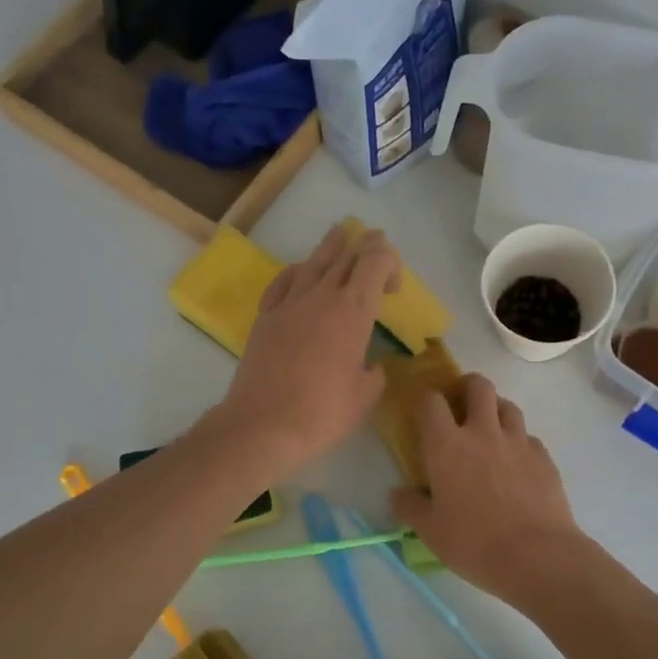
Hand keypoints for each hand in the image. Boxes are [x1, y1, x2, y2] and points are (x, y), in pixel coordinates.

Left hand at [206, 221, 399, 479]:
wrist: (263, 424)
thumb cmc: (323, 412)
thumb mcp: (365, 396)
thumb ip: (374, 373)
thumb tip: (370, 366)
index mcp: (353, 311)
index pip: (375, 262)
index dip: (390, 261)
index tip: (394, 288)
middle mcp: (322, 296)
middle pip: (347, 254)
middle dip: (366, 245)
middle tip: (375, 243)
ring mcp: (289, 303)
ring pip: (314, 261)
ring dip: (332, 246)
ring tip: (340, 234)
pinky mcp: (266, 316)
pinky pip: (284, 281)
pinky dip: (299, 271)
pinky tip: (301, 273)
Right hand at [390, 374, 593, 609]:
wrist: (537, 556)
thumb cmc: (474, 543)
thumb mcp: (431, 531)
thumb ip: (410, 507)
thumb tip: (398, 494)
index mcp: (447, 446)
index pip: (430, 402)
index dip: (424, 400)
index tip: (423, 411)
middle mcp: (483, 433)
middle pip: (478, 386)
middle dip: (466, 386)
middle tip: (460, 404)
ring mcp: (518, 442)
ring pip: (508, 405)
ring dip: (496, 409)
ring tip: (490, 429)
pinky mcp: (544, 458)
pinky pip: (529, 437)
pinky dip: (519, 441)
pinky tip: (516, 462)